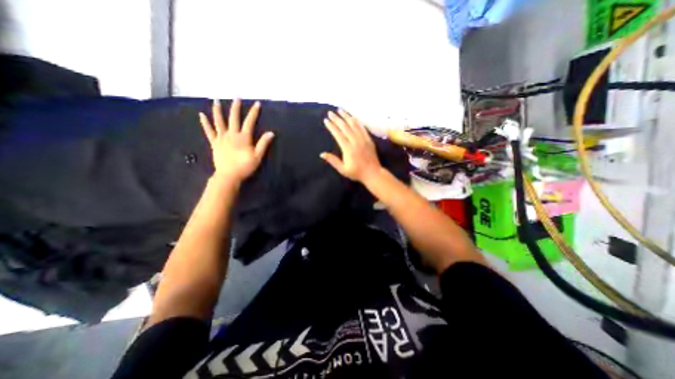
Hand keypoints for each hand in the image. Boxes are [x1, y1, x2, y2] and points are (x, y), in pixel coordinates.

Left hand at [199, 100, 274, 182]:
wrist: (228, 175)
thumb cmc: (245, 166)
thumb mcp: (257, 156)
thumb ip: (263, 144)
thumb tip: (271, 133)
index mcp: (243, 137)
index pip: (249, 122)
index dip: (254, 112)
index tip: (257, 103)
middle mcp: (231, 134)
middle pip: (233, 118)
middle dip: (236, 107)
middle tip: (236, 97)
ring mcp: (221, 138)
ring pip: (219, 121)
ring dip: (217, 110)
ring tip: (216, 100)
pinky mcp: (214, 143)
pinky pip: (209, 131)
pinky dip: (205, 123)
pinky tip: (201, 115)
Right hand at [319, 110, 381, 182]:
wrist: (373, 173)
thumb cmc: (357, 172)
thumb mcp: (343, 169)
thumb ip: (333, 161)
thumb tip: (322, 154)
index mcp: (348, 149)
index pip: (338, 135)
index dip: (332, 127)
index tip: (326, 120)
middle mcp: (355, 141)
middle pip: (345, 127)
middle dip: (337, 119)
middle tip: (330, 112)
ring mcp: (363, 139)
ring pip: (354, 125)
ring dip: (346, 117)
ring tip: (340, 110)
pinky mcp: (369, 139)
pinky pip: (362, 128)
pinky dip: (357, 121)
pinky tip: (353, 117)